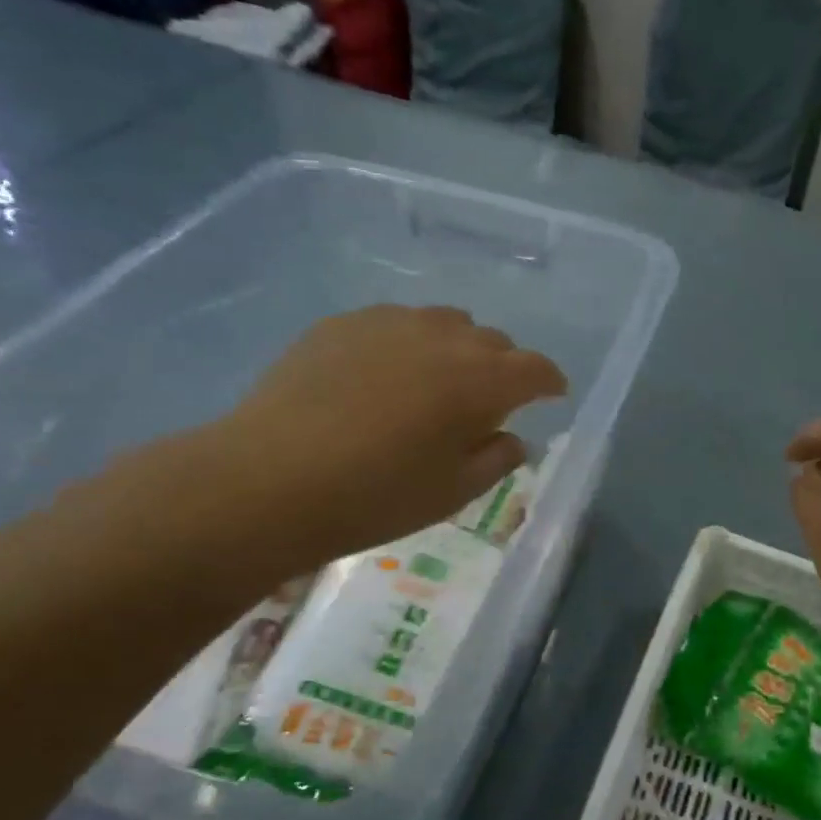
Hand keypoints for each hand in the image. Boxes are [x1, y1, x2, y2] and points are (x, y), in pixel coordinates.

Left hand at [193, 306, 565, 584]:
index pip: (535, 368)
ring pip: (445, 324)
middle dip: (503, 368)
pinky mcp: (344, 323)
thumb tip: (512, 438)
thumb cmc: (375, 496)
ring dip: (456, 350)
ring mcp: (391, 323)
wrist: (269, 479)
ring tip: (436, 383)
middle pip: (493, 342)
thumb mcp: (452, 493)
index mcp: (481, 381)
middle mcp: (444, 338)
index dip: (549, 381)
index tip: (551, 395)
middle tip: (488, 402)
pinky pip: (395, 324)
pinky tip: (382, 377)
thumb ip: (496, 460)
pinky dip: (407, 345)